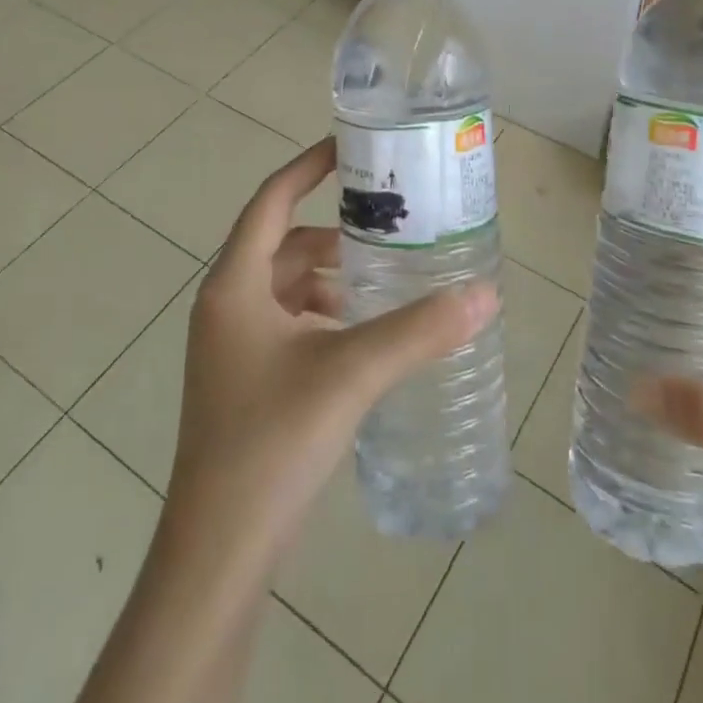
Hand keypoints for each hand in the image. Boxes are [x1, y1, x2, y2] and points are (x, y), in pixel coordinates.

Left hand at [168, 137, 497, 565]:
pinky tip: (360, 336)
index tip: (351, 148)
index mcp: (235, 286)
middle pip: (282, 244)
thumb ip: (419, 331)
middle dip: (333, 232)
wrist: (217, 554)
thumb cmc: (271, 443)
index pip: (271, 200)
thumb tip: (485, 294)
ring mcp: (231, 348)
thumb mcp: (350, 374)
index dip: (308, 168)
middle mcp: (226, 306)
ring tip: (384, 280)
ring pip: (285, 286)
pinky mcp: (243, 383)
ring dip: (329, 276)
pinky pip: (285, 323)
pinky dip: (321, 314)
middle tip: (389, 225)